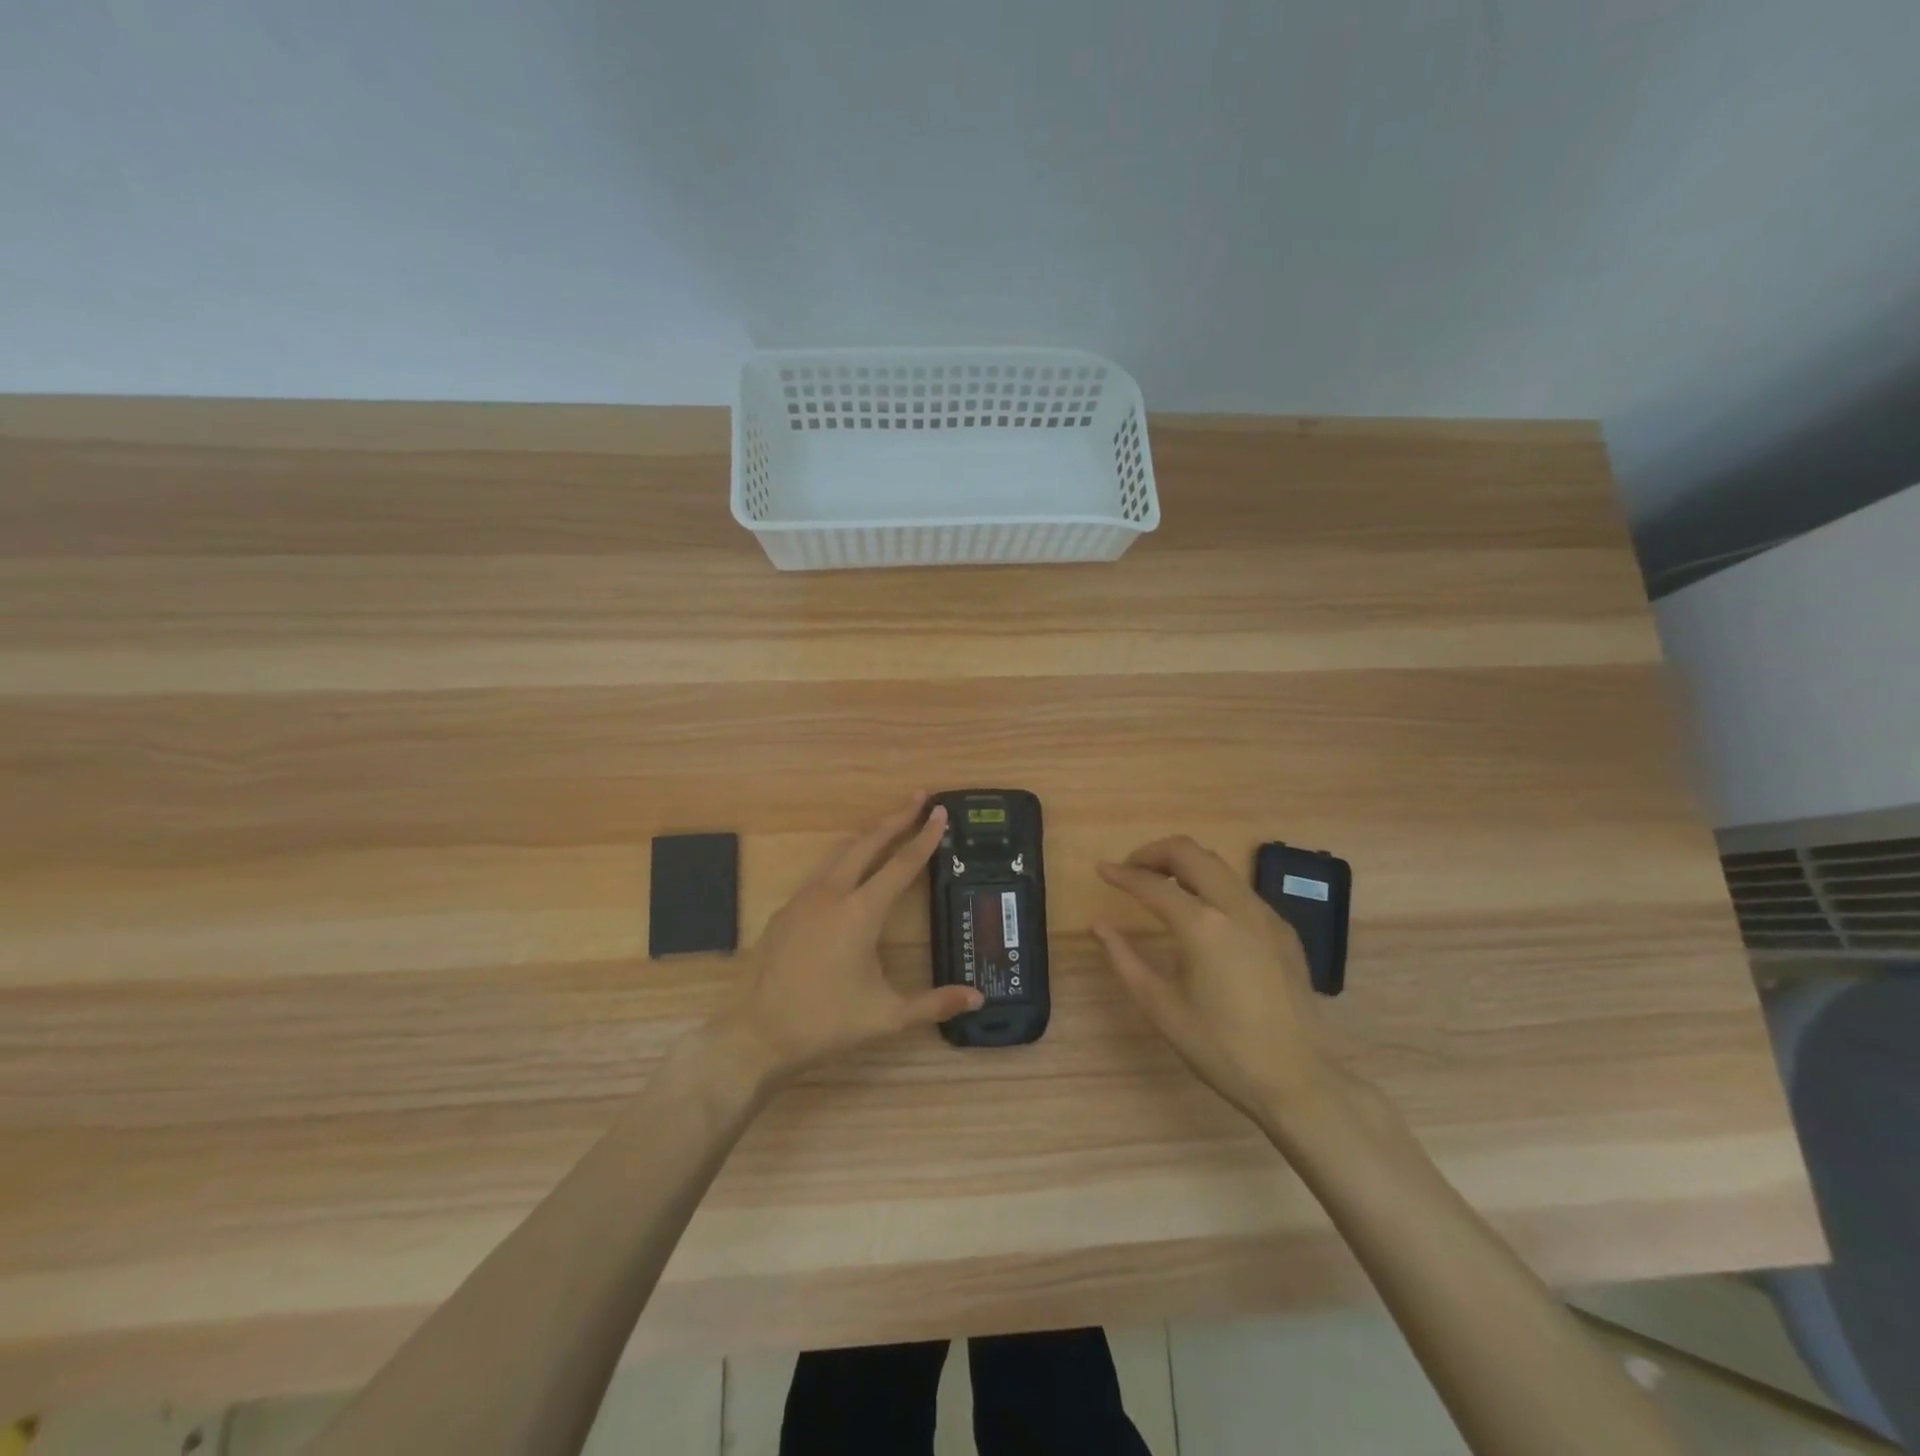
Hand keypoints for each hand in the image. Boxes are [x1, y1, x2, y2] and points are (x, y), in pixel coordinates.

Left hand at [715, 794, 983, 1085]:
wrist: (754, 1033)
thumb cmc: (824, 1022)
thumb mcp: (885, 1017)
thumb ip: (934, 1003)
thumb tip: (977, 999)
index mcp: (860, 912)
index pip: (902, 864)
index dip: (925, 838)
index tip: (940, 812)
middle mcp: (832, 893)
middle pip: (868, 842)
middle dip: (896, 818)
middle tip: (919, 798)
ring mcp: (804, 898)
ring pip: (841, 852)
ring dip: (868, 835)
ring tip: (889, 826)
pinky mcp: (786, 910)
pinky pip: (821, 871)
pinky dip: (845, 858)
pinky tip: (850, 872)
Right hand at [1095, 836, 1335, 1124]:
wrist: (1298, 1081)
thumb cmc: (1220, 1048)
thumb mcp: (1161, 1007)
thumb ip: (1124, 959)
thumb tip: (1098, 926)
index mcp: (1203, 926)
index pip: (1152, 884)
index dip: (1122, 874)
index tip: (1101, 869)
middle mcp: (1236, 907)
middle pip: (1190, 852)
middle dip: (1154, 853)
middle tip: (1131, 870)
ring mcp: (1266, 915)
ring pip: (1218, 866)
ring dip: (1184, 865)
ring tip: (1160, 886)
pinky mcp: (1283, 930)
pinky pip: (1240, 890)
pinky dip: (1211, 886)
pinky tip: (1202, 915)